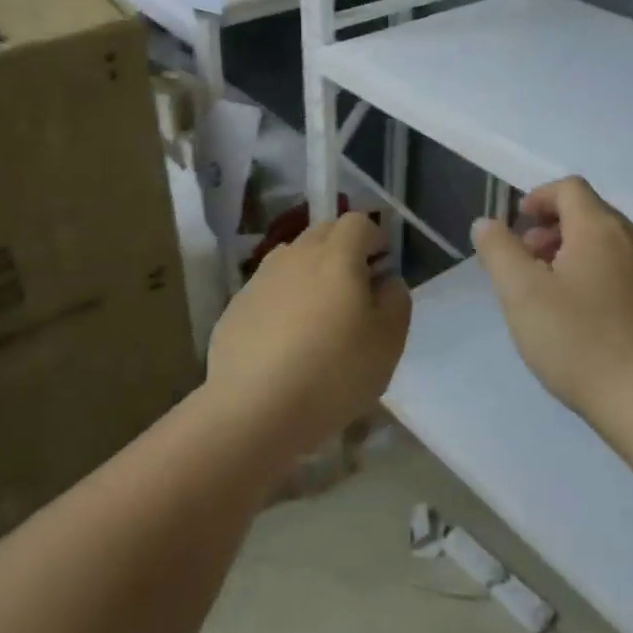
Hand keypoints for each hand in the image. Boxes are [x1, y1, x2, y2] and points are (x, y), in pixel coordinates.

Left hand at [205, 212, 410, 458]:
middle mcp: (295, 256)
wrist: (254, 410)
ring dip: (310, 273)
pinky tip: (286, 341)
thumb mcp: (388, 342)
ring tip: (319, 314)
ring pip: (291, 259)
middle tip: (355, 288)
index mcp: (336, 256)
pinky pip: (268, 290)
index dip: (374, 237)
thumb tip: (386, 281)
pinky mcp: (236, 308)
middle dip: (343, 249)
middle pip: (322, 233)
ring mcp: (260, 280)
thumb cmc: (334, 372)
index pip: (357, 222)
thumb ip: (396, 300)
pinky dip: (283, 301)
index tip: (382, 264)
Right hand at [471, 177, 632, 427]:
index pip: (569, 188)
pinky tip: (580, 318)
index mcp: (599, 228)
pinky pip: (622, 271)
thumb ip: (499, 250)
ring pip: (606, 244)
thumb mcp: (521, 293)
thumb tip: (487, 223)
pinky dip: (594, 276)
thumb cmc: (579, 339)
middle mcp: (632, 240)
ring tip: (547, 293)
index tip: (516, 227)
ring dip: (571, 254)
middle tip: (525, 263)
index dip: (538, 198)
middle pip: (588, 213)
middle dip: (551, 229)